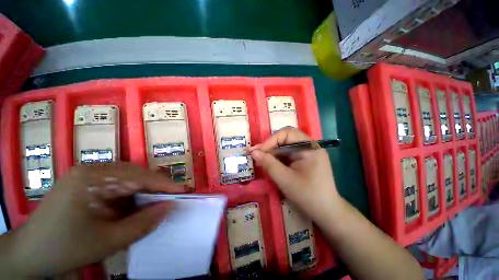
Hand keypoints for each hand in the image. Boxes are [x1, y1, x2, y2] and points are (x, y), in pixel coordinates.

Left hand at [4, 162, 182, 276]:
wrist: (30, 254)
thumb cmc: (64, 248)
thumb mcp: (106, 242)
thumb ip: (143, 224)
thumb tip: (170, 207)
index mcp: (93, 177)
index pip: (139, 176)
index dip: (164, 184)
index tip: (183, 192)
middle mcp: (93, 169)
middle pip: (136, 174)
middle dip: (156, 187)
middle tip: (172, 199)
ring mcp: (89, 175)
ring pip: (130, 179)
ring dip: (145, 192)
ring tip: (158, 203)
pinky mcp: (89, 183)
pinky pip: (119, 185)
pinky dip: (132, 196)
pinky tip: (136, 206)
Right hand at [248, 128, 341, 222]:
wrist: (325, 213)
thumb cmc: (308, 196)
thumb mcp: (285, 179)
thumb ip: (269, 164)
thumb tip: (253, 152)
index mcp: (309, 147)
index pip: (287, 133)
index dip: (271, 140)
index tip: (258, 151)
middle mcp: (308, 146)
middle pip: (285, 139)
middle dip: (269, 146)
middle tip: (254, 153)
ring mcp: (305, 154)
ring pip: (284, 147)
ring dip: (271, 152)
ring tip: (258, 159)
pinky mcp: (302, 161)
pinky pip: (286, 155)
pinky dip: (276, 158)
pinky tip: (267, 163)